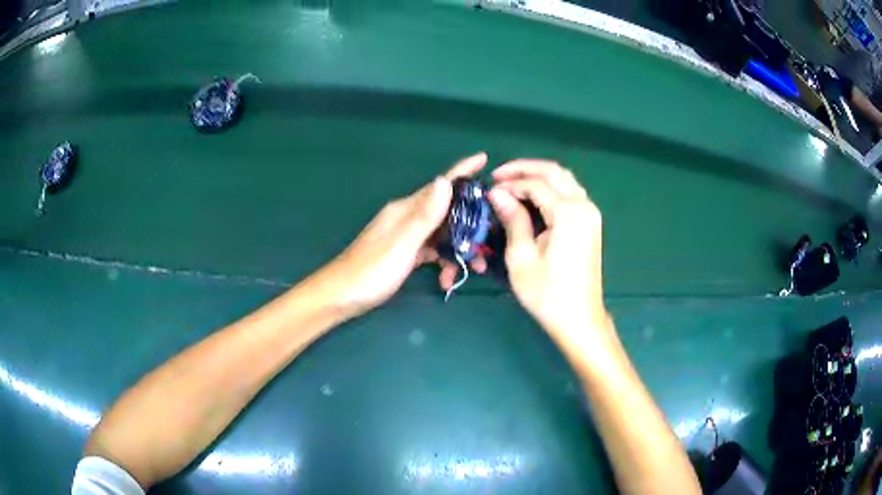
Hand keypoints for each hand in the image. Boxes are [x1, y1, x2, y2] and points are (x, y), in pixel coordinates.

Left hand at [317, 153, 488, 317]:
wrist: (340, 297)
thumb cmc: (370, 271)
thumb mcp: (401, 244)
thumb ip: (424, 215)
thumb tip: (445, 181)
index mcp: (406, 210)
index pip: (440, 185)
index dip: (463, 171)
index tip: (485, 159)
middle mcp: (407, 217)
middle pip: (447, 212)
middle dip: (470, 224)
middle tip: (489, 242)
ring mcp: (406, 236)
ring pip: (442, 234)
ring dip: (459, 248)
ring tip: (474, 268)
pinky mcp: (405, 253)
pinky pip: (432, 251)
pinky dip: (443, 261)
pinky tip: (448, 279)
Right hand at [488, 160, 607, 343]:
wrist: (579, 318)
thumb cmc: (547, 293)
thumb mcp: (521, 257)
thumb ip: (512, 219)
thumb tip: (498, 194)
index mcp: (568, 213)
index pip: (536, 184)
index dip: (510, 183)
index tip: (488, 189)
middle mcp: (583, 206)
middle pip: (554, 171)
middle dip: (525, 168)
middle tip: (499, 175)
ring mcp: (590, 213)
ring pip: (564, 179)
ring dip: (538, 176)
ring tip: (512, 183)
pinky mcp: (590, 223)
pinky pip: (570, 193)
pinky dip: (550, 188)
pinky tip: (532, 197)